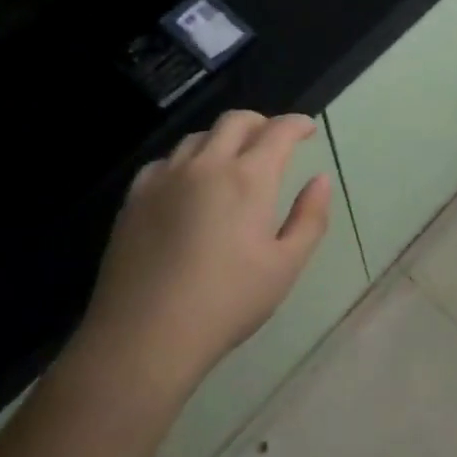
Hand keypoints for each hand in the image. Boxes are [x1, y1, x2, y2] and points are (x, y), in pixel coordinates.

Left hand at [82, 111, 331, 388]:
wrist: (145, 335)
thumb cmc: (227, 302)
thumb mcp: (286, 266)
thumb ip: (310, 218)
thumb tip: (321, 179)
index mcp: (249, 178)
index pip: (278, 131)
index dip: (297, 124)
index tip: (307, 130)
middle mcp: (207, 165)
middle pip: (235, 121)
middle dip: (261, 123)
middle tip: (272, 141)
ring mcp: (166, 178)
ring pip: (198, 137)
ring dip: (222, 139)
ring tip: (232, 162)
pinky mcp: (135, 197)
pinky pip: (165, 161)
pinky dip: (186, 161)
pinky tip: (188, 184)